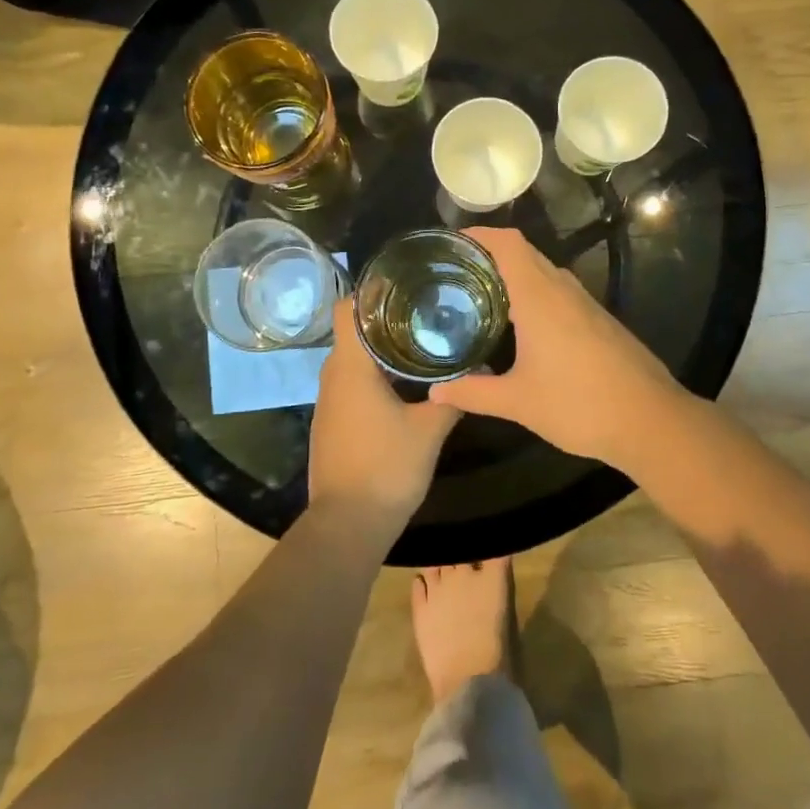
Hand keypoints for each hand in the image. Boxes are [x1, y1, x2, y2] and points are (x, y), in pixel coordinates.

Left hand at [309, 299, 458, 543]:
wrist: (347, 525)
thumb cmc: (386, 468)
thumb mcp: (429, 430)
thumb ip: (455, 395)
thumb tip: (480, 367)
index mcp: (350, 367)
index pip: (349, 308)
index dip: (372, 290)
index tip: (405, 283)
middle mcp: (333, 376)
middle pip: (354, 331)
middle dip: (387, 318)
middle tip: (426, 310)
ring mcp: (329, 401)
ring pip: (353, 359)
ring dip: (382, 349)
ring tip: (422, 341)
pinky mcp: (332, 421)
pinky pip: (352, 383)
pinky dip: (375, 374)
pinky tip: (405, 383)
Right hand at [429, 228, 689, 474]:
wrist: (652, 421)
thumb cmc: (580, 405)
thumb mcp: (518, 402)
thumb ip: (473, 393)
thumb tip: (435, 391)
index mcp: (540, 298)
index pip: (508, 244)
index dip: (479, 235)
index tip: (450, 244)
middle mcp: (563, 290)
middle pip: (524, 253)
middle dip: (490, 255)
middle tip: (455, 273)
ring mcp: (586, 304)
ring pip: (545, 272)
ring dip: (514, 275)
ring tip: (481, 295)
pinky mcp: (600, 320)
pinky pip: (560, 292)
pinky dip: (535, 294)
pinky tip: (522, 326)